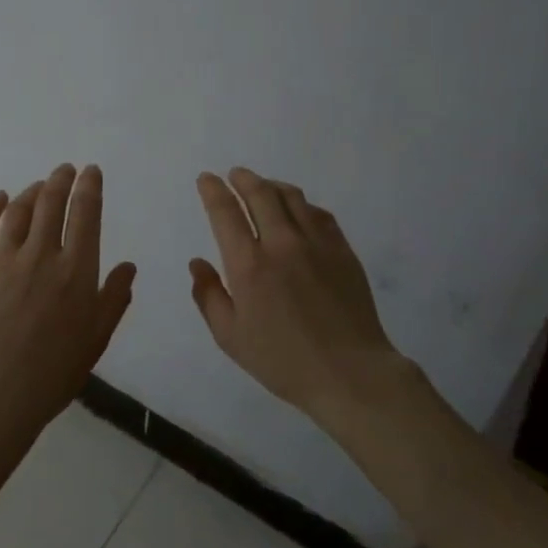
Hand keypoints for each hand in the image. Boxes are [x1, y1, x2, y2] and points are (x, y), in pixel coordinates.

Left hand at [0, 163, 137, 446]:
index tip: (91, 171)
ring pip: (18, 211)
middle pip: (51, 204)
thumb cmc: (55, 370)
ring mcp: (3, 260)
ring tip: (39, 185)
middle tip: (65, 169)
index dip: (89, 187)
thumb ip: (114, 297)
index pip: (85, 214)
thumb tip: (129, 265)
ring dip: (31, 191)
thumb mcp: (97, 337)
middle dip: (61, 180)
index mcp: (76, 270)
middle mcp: (41, 255)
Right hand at [190, 167, 410, 418]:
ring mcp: (317, 244)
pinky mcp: (343, 251)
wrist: (349, 373)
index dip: (213, 191)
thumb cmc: (282, 361)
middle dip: (243, 179)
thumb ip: (209, 296)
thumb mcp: (230, 337)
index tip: (206, 179)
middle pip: (260, 194)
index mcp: (249, 265)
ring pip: (292, 198)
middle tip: (234, 175)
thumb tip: (197, 263)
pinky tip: (300, 211)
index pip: (225, 213)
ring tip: (264, 186)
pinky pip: (320, 214)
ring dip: (273, 186)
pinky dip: (303, 205)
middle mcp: (282, 244)